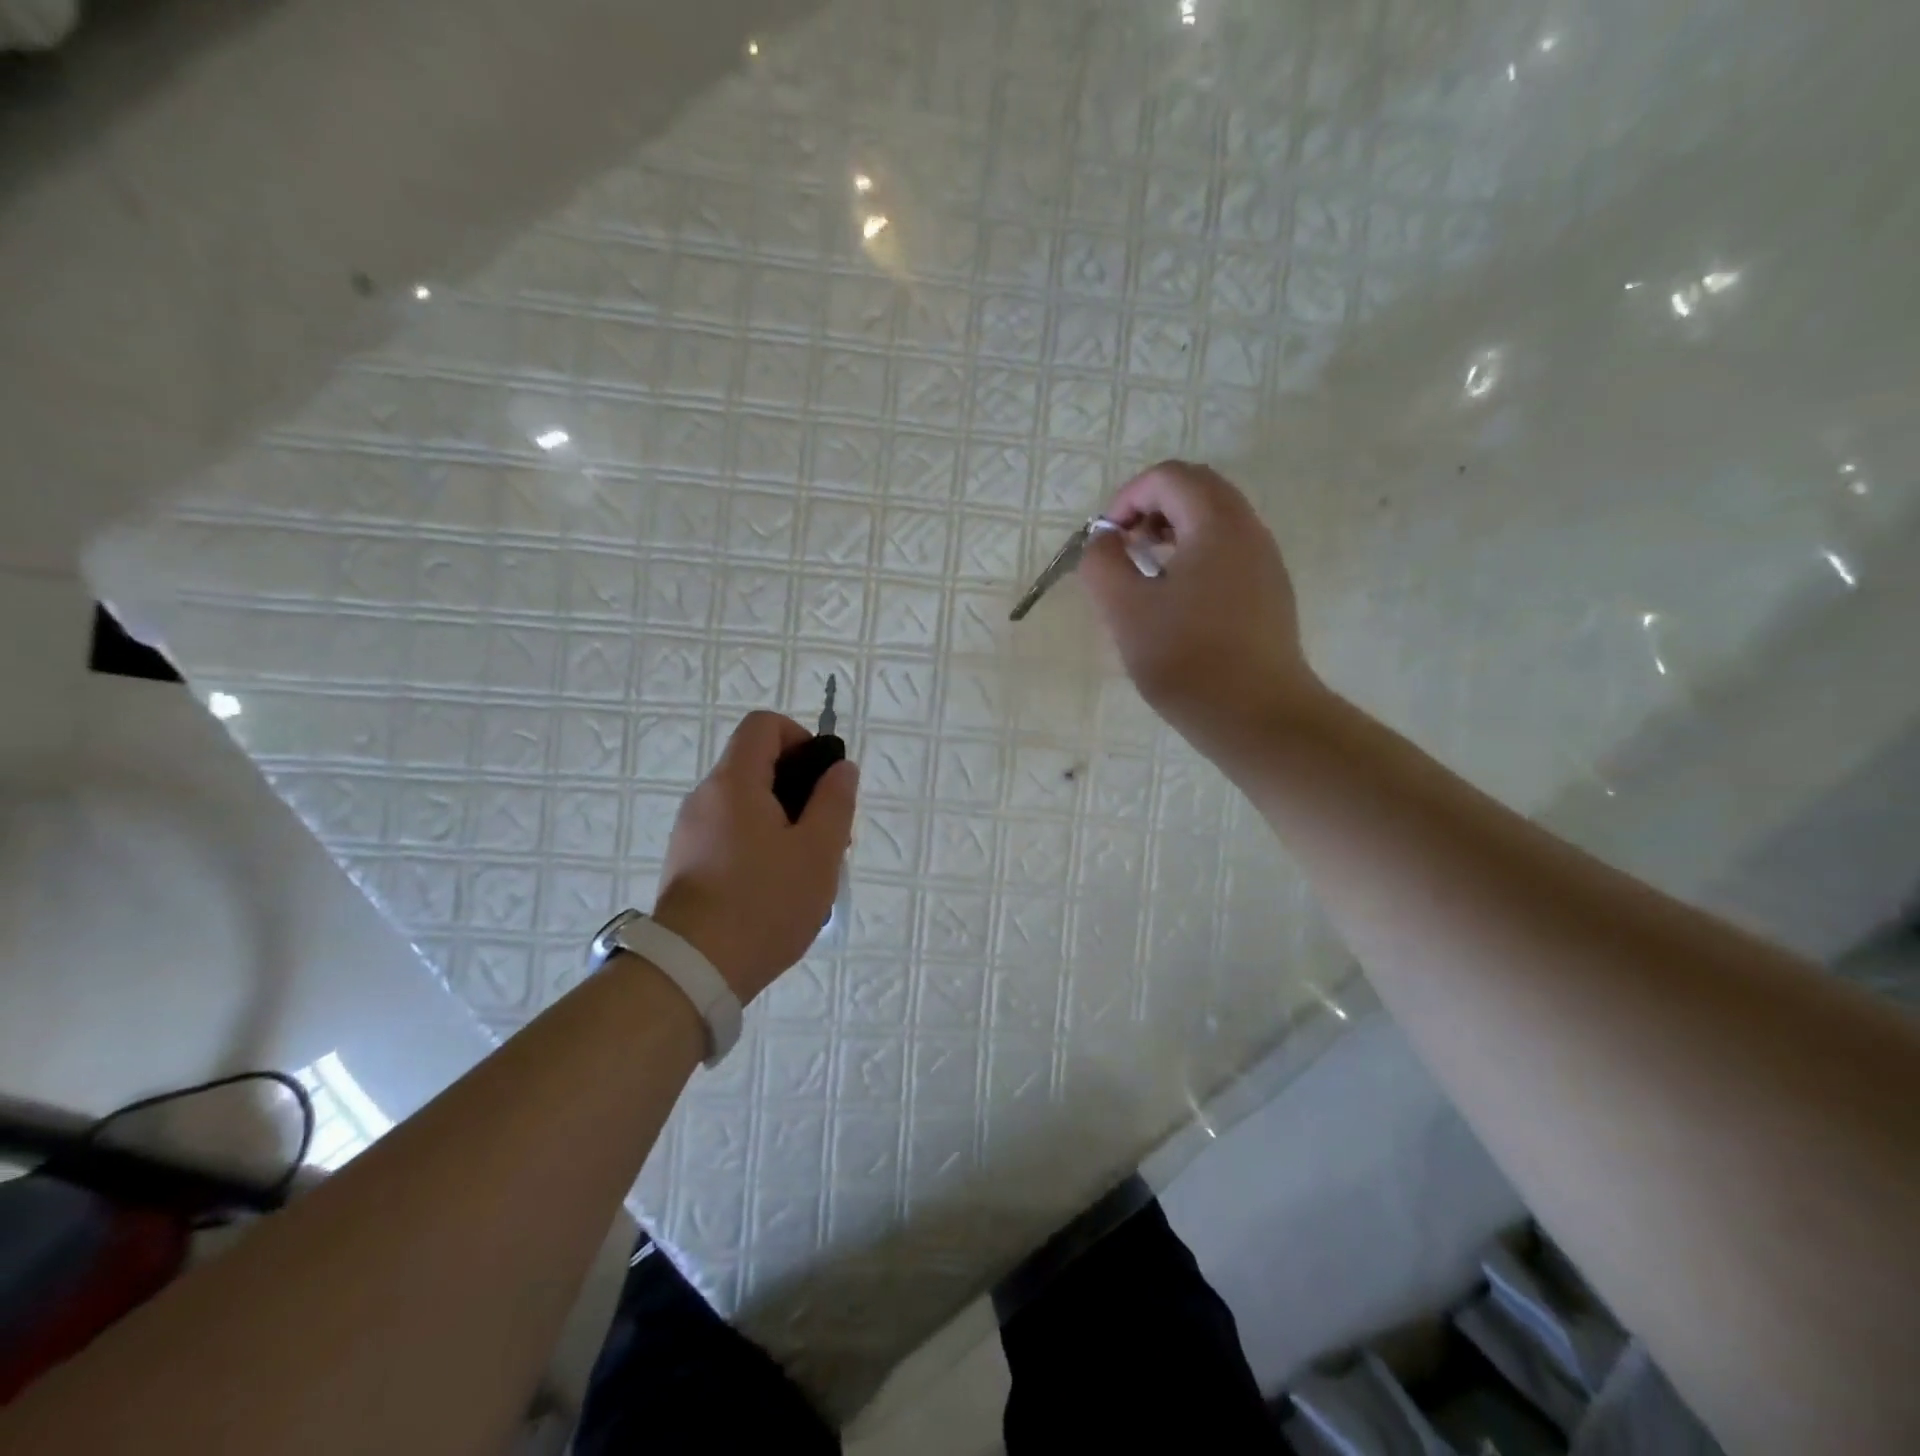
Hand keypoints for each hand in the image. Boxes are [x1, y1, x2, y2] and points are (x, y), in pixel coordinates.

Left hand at [651, 711, 857, 1001]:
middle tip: (827, 834)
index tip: (822, 778)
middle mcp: (705, 797)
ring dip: (782, 821)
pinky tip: (776, 888)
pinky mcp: (685, 862)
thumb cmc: (764, 902)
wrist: (692, 970)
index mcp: (734, 782)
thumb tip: (841, 768)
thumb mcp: (818, 851)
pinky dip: (758, 844)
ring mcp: (690, 831)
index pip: (763, 725)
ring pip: (745, 804)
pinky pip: (729, 833)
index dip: (799, 737)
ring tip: (806, 868)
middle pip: (756, 766)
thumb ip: (835, 801)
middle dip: (799, 789)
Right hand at [1079, 461, 1321, 756]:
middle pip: (1197, 490)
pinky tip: (1176, 601)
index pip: (1168, 477)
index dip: (1127, 497)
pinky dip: (1195, 556)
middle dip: (1151, 508)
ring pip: (1215, 521)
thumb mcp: (1124, 609)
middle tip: (1124, 548)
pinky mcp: (1270, 593)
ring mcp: (1265, 562)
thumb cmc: (1186, 659)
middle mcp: (1249, 530)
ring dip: (1173, 532)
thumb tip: (1103, 540)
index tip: (1105, 539)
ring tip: (1144, 573)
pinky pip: (1228, 552)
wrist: (1256, 716)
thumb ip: (1102, 563)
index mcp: (1216, 524)